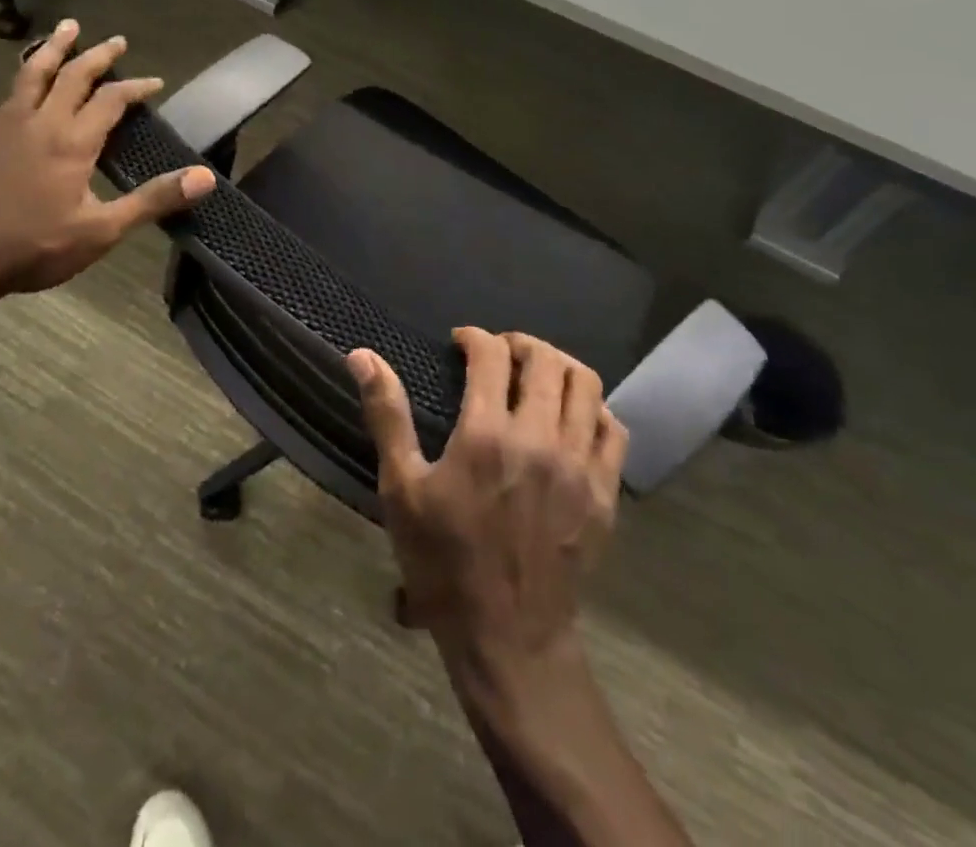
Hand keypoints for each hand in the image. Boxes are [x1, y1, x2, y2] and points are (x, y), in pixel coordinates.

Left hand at [0, 21, 215, 297]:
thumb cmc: (39, 246)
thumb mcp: (103, 230)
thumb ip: (152, 200)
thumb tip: (204, 177)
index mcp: (72, 142)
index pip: (111, 99)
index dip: (136, 87)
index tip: (156, 83)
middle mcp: (43, 123)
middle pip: (73, 75)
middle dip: (99, 56)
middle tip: (118, 41)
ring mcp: (13, 127)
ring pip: (35, 73)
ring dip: (55, 48)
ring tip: (67, 27)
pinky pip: (15, 89)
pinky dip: (29, 71)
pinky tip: (31, 76)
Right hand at [350, 329, 627, 682]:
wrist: (507, 638)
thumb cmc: (444, 561)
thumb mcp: (402, 489)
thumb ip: (387, 415)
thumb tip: (362, 355)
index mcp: (487, 434)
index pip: (491, 354)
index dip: (474, 337)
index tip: (461, 342)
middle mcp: (540, 438)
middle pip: (545, 359)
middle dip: (519, 343)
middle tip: (499, 353)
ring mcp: (580, 465)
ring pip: (586, 385)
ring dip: (559, 366)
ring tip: (536, 375)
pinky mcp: (605, 492)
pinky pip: (613, 429)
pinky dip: (594, 408)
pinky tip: (572, 416)